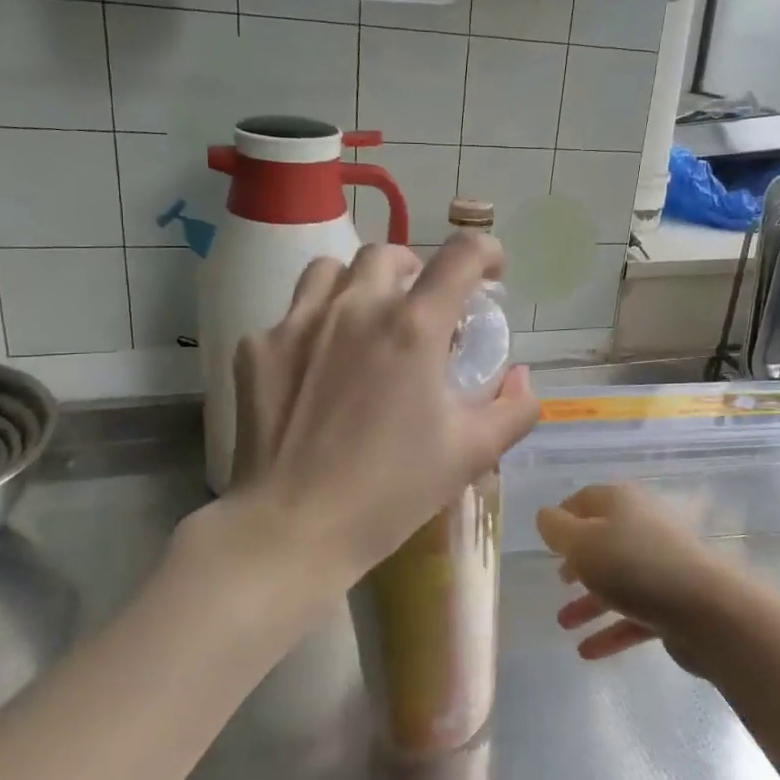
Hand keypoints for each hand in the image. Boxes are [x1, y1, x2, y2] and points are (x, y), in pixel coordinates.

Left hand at [228, 231, 538, 598]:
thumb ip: (513, 409)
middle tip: (423, 307)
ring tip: (366, 318)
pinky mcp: (259, 347)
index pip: (460, 257)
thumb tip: (520, 378)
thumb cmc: (391, 492)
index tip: (491, 272)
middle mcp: (356, 307)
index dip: (484, 252)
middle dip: (415, 270)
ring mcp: (299, 322)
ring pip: (332, 270)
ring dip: (359, 284)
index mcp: (414, 327)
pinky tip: (317, 368)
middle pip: (389, 254)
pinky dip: (314, 326)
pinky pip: (292, 314)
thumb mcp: (471, 454)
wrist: (293, 527)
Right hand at [538, 483, 745, 669]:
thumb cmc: (635, 567)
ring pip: (618, 582)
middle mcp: (643, 529)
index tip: (547, 536)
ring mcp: (661, 568)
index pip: (587, 499)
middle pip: (604, 540)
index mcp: (622, 504)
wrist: (708, 611)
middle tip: (559, 579)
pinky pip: (634, 615)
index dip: (564, 514)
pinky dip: (611, 630)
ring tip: (563, 623)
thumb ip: (557, 529)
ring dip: (590, 602)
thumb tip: (546, 516)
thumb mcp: (582, 543)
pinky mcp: (673, 605)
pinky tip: (587, 652)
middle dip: (579, 561)